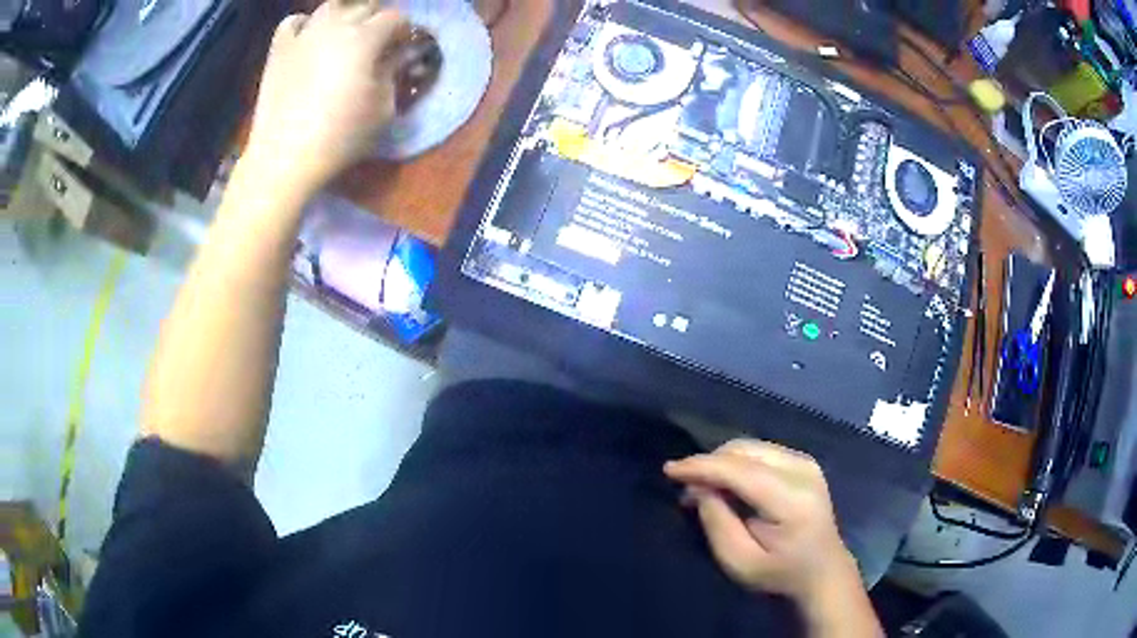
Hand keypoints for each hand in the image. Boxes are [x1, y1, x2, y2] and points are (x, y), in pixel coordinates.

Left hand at [244, 1, 410, 193]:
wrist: (284, 158)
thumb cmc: (340, 137)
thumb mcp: (383, 110)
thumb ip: (392, 74)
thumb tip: (395, 56)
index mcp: (365, 39)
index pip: (395, 17)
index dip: (403, 29)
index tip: (403, 44)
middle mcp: (335, 26)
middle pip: (364, 6)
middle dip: (376, 18)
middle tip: (378, 38)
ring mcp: (304, 35)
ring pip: (330, 7)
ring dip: (344, 14)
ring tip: (345, 32)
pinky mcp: (278, 50)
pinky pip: (292, 22)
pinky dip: (304, 24)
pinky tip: (308, 37)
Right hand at [664, 440, 858, 604]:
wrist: (822, 570)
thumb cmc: (780, 574)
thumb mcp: (740, 562)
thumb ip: (718, 524)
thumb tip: (701, 488)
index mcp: (791, 500)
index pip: (740, 470)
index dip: (702, 466)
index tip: (669, 470)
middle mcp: (802, 471)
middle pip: (744, 451)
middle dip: (709, 464)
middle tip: (687, 491)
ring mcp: (806, 462)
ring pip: (750, 447)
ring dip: (721, 462)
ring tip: (705, 488)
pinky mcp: (805, 462)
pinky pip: (760, 451)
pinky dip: (737, 463)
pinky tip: (728, 483)